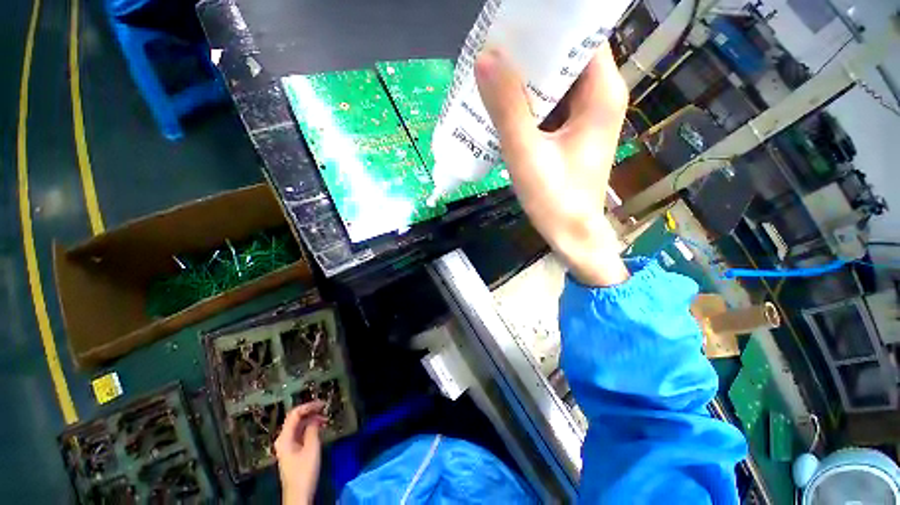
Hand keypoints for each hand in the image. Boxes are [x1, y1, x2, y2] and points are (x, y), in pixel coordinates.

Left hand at [275, 401, 326, 504]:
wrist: (298, 494)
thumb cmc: (305, 471)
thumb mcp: (312, 448)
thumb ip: (312, 430)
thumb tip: (315, 418)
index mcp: (284, 437)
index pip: (295, 414)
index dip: (308, 406)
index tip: (322, 403)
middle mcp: (283, 439)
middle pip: (295, 419)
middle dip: (310, 412)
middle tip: (325, 408)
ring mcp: (287, 445)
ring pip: (298, 426)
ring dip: (311, 420)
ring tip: (325, 418)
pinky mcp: (292, 451)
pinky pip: (300, 433)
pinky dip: (310, 428)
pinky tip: (319, 429)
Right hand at [475, 45, 629, 286]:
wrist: (570, 234)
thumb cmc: (555, 200)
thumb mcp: (526, 154)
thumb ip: (508, 108)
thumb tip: (486, 57)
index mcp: (600, 94)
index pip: (580, 35)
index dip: (549, 23)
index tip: (514, 21)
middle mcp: (598, 97)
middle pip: (566, 55)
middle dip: (531, 50)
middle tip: (494, 47)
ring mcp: (584, 116)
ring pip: (555, 81)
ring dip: (525, 77)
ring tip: (493, 71)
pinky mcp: (571, 132)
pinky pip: (550, 104)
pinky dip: (528, 101)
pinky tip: (504, 104)